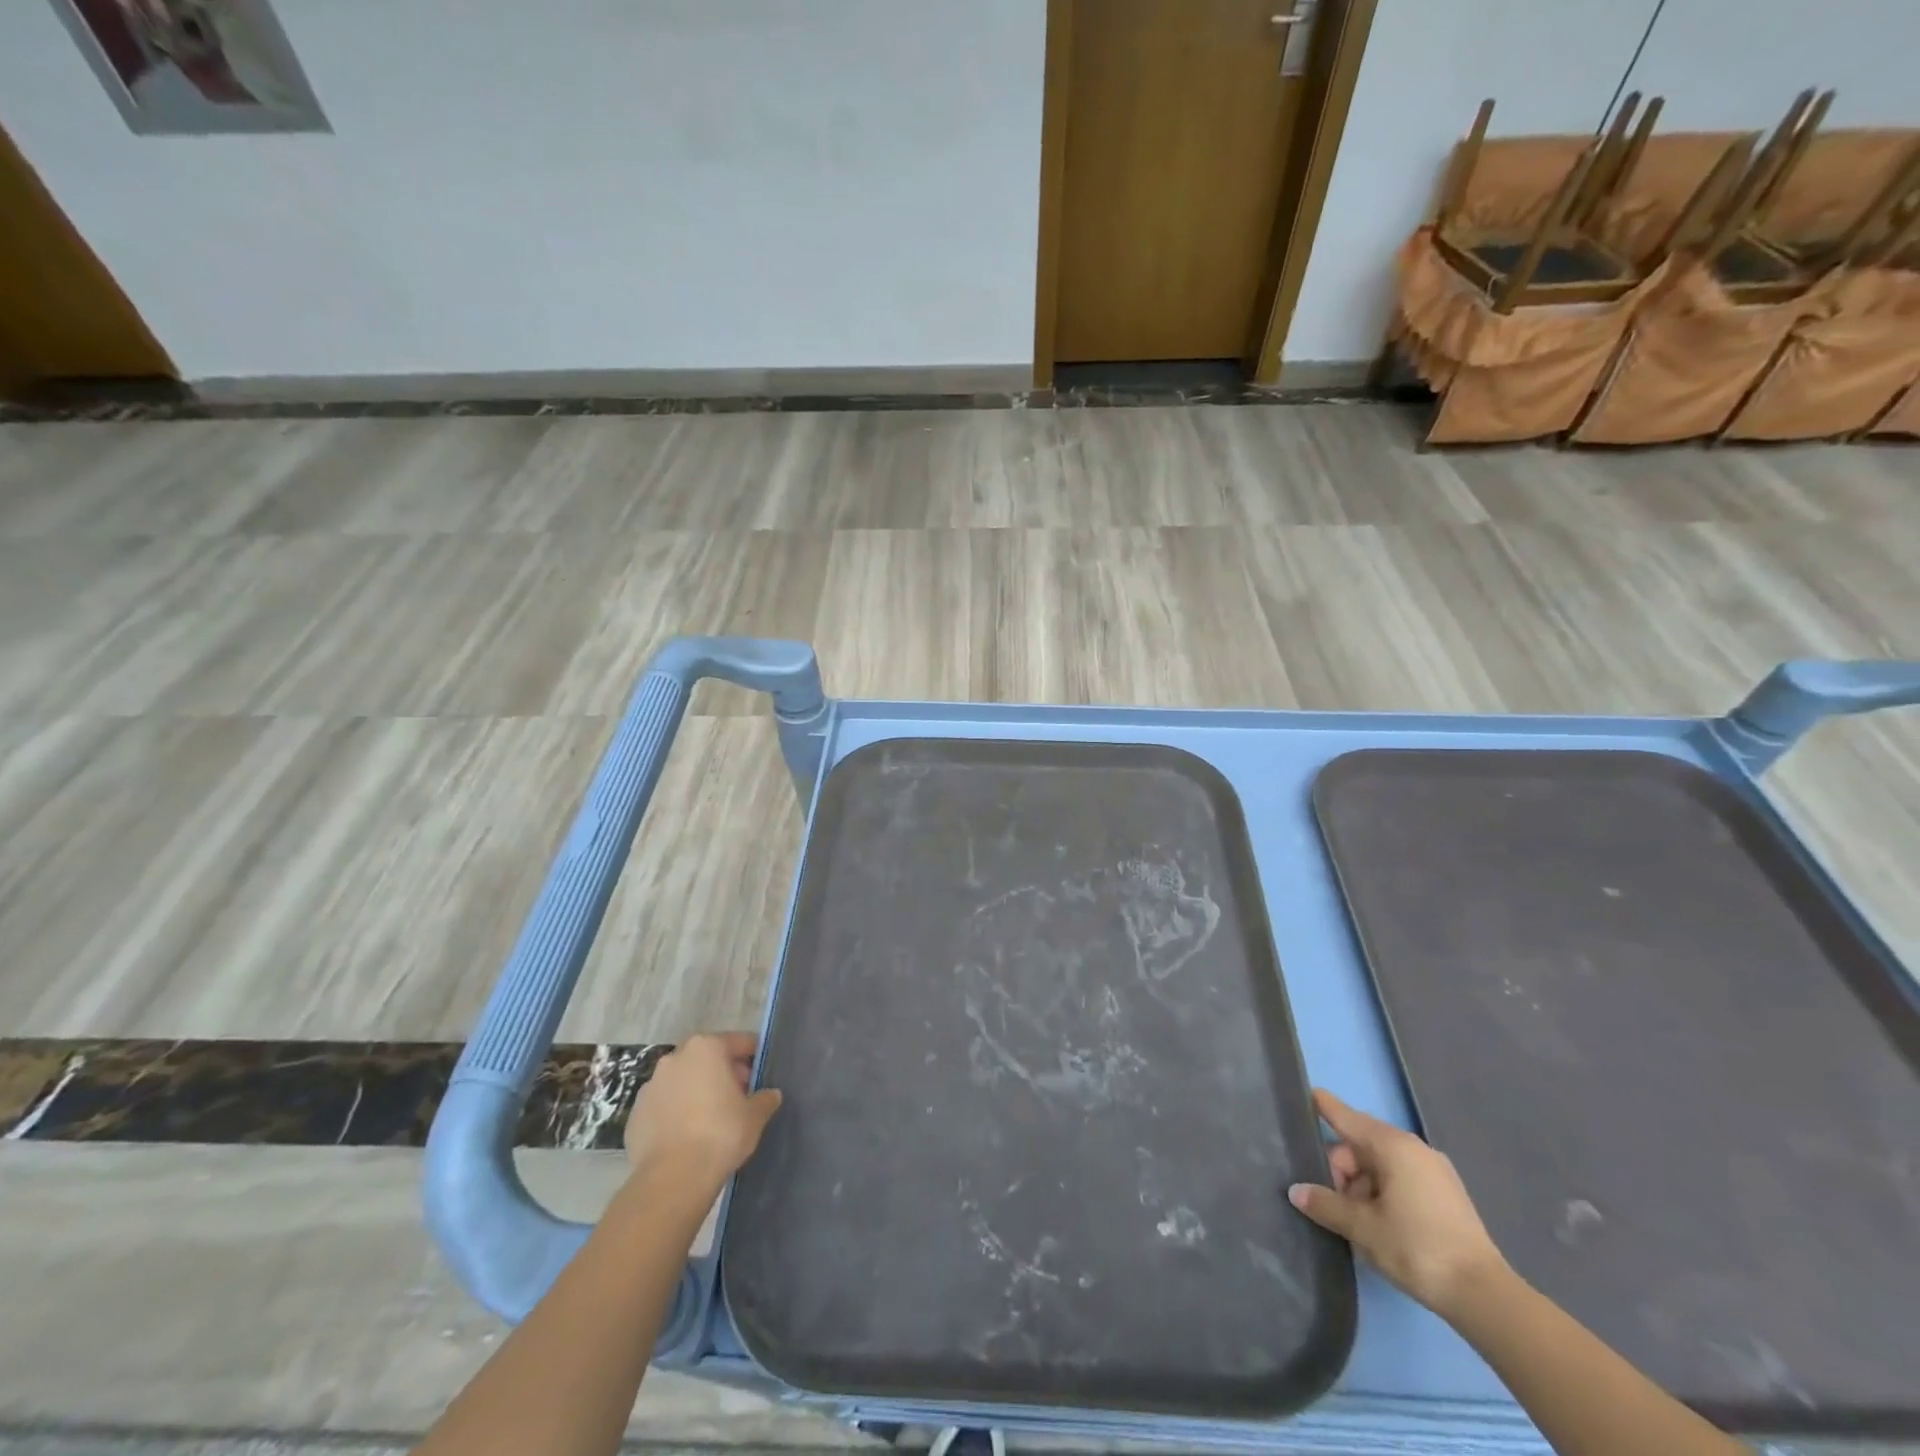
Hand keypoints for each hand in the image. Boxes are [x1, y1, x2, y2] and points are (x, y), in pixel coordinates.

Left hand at [624, 1032, 781, 1185]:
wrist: (672, 1178)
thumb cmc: (721, 1134)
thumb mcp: (755, 1116)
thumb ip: (765, 1098)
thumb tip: (771, 1094)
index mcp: (707, 1047)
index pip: (739, 1042)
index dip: (753, 1057)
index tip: (760, 1075)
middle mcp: (675, 1058)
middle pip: (708, 1058)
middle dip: (724, 1073)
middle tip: (739, 1097)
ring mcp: (651, 1086)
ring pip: (683, 1080)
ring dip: (697, 1091)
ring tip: (711, 1119)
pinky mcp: (635, 1114)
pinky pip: (664, 1106)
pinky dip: (676, 1113)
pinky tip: (687, 1136)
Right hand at [1288, 1088, 1507, 1317]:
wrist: (1486, 1297)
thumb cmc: (1417, 1249)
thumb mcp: (1363, 1228)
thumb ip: (1326, 1204)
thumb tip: (1296, 1191)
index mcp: (1392, 1145)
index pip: (1345, 1116)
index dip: (1322, 1106)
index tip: (1304, 1094)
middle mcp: (1413, 1148)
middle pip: (1360, 1145)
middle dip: (1340, 1170)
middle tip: (1331, 1204)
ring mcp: (1434, 1171)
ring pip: (1380, 1165)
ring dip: (1361, 1187)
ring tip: (1356, 1224)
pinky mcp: (1446, 1195)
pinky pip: (1401, 1179)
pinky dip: (1382, 1193)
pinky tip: (1379, 1225)